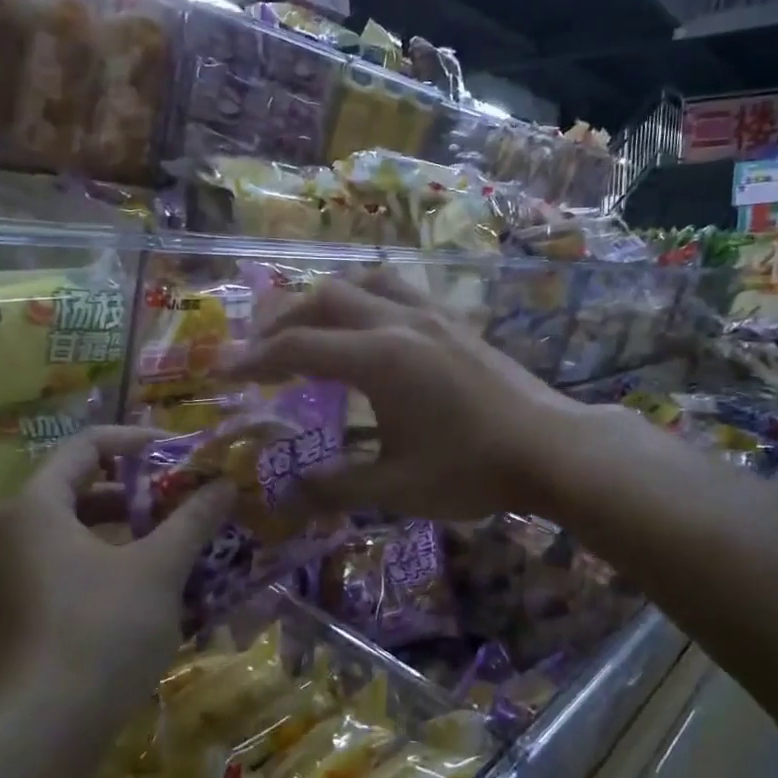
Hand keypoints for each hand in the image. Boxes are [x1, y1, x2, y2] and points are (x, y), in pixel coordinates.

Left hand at [0, 427, 233, 777]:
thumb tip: (225, 484)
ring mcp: (0, 583)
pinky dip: (102, 571)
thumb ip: (192, 520)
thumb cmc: (100, 633)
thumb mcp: (158, 571)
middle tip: (184, 503)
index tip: (181, 456)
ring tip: (174, 548)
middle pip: (79, 492)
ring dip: (124, 536)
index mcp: (33, 508)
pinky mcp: (7, 623)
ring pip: (72, 538)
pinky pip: (60, 575)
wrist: (36, 740)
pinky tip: (147, 596)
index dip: (139, 444)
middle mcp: (6, 536)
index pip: (87, 447)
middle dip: (137, 495)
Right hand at [231, 272, 591, 520]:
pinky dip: (365, 299)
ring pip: (364, 283)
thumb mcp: (396, 487)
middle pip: (325, 299)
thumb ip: (335, 486)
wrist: (552, 449)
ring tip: (308, 327)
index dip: (255, 359)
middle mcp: (399, 322)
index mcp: (378, 358)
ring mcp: (431, 316)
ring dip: (326, 300)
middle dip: (282, 320)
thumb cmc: (471, 470)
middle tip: (260, 350)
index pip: (298, 347)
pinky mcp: (454, 322)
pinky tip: (368, 328)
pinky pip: (397, 290)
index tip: (224, 372)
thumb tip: (288, 494)